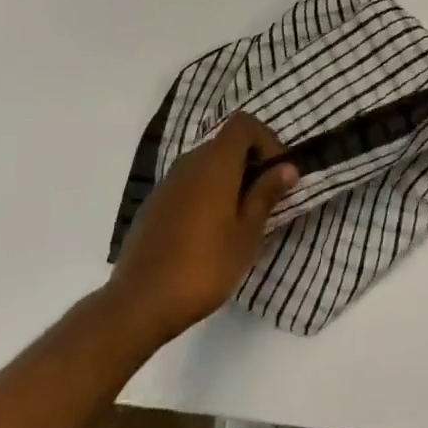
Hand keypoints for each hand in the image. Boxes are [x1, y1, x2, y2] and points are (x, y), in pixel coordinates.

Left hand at [108, 113, 296, 344]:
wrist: (139, 303)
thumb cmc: (204, 266)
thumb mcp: (246, 234)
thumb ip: (266, 194)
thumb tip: (287, 167)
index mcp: (215, 163)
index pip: (243, 124)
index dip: (266, 139)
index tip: (277, 172)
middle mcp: (189, 162)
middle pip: (225, 144)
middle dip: (249, 162)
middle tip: (264, 199)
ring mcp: (167, 183)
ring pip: (206, 165)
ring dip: (227, 180)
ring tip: (238, 219)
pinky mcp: (153, 205)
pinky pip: (187, 185)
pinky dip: (205, 194)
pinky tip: (207, 233)